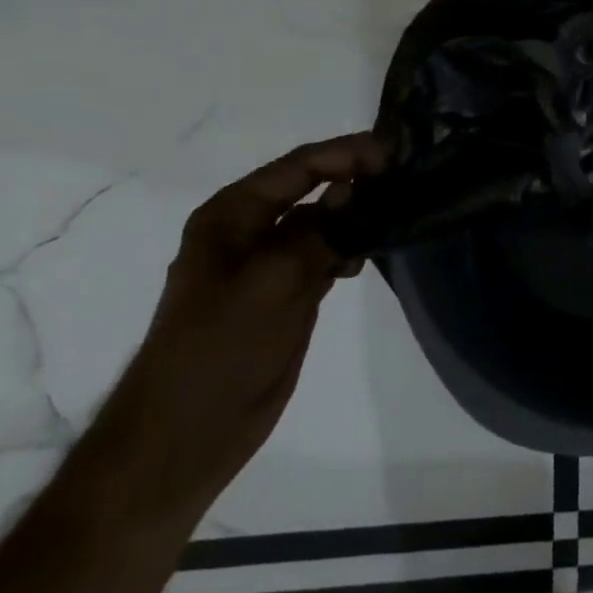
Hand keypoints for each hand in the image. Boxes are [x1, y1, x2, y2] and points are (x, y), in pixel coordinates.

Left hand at [88, 133, 388, 525]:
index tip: (395, 155)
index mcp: (231, 216)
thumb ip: (316, 232)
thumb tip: (354, 189)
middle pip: (312, 189)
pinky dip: (349, 248)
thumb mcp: (270, 284)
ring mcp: (268, 264)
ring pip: (323, 222)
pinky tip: (368, 256)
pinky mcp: (285, 293)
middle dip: (356, 179)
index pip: (299, 167)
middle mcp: (249, 231)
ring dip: (357, 215)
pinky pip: (325, 254)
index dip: (347, 154)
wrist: (184, 438)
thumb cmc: (217, 353)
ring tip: (398, 212)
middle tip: (408, 177)